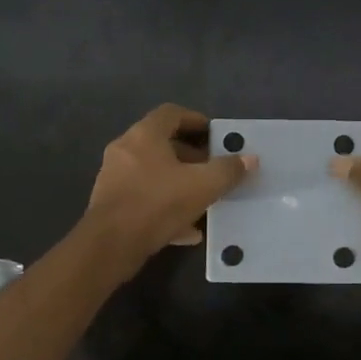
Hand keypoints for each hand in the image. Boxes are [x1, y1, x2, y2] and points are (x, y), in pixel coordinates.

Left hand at [84, 104, 254, 265]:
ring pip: (154, 173)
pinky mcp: (111, 204)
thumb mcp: (202, 186)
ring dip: (179, 182)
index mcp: (144, 136)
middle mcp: (125, 150)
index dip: (196, 120)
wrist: (110, 246)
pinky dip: (166, 206)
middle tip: (213, 168)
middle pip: (162, 143)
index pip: (171, 113)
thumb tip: (250, 159)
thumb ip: (228, 170)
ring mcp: (115, 177)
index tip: (215, 135)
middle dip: (191, 155)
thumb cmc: (157, 204)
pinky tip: (187, 229)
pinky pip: (145, 198)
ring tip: (203, 197)